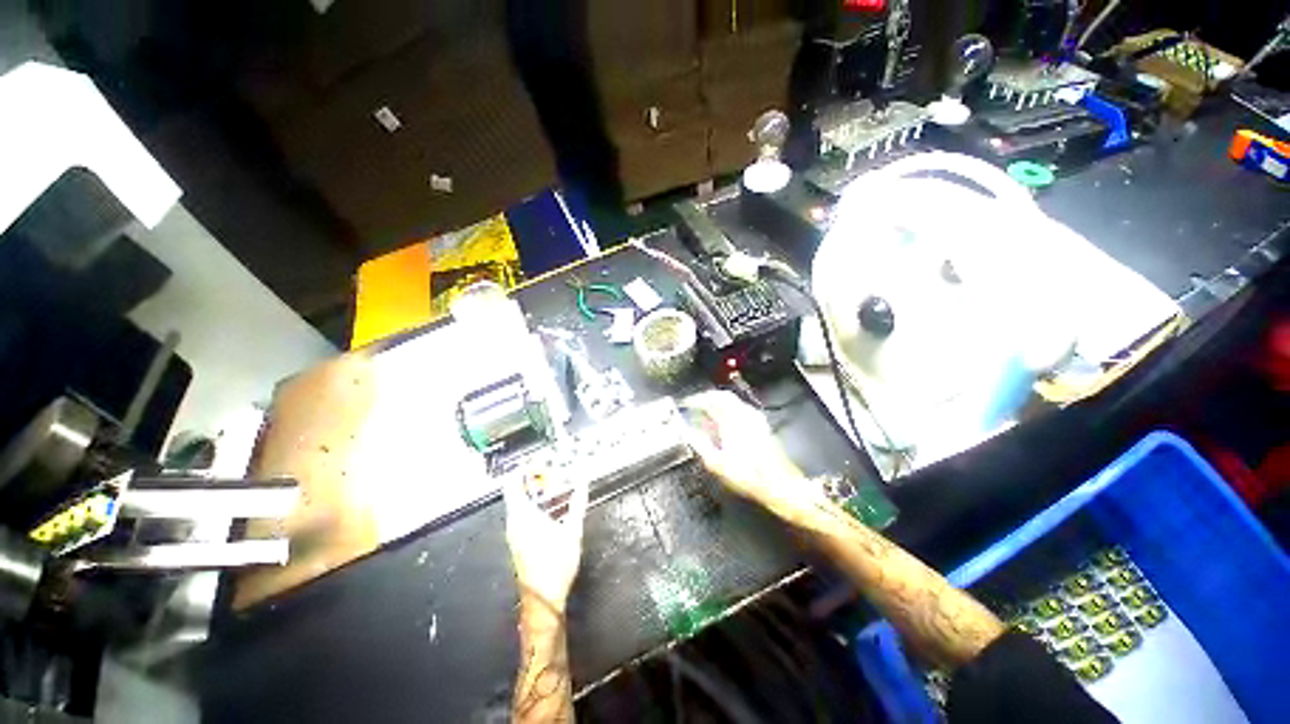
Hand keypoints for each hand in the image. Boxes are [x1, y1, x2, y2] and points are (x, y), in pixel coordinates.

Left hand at [502, 472, 588, 612]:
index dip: (523, 468)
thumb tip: (583, 481)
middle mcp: (513, 522)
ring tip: (551, 487)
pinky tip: (548, 509)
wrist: (544, 598)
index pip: (512, 483)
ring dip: (532, 493)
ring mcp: (513, 533)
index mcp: (522, 515)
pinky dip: (531, 505)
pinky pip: (520, 515)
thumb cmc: (557, 562)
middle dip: (531, 479)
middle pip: (515, 492)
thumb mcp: (573, 529)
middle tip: (550, 472)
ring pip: (517, 504)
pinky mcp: (517, 543)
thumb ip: (578, 502)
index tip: (539, 462)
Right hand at [680, 390, 826, 523]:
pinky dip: (728, 410)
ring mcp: (755, 419)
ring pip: (733, 401)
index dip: (696, 399)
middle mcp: (744, 415)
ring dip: (718, 403)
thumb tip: (688, 432)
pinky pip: (740, 409)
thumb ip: (699, 444)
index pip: (710, 399)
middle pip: (723, 396)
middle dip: (707, 398)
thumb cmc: (748, 476)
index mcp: (731, 420)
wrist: (779, 484)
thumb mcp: (716, 463)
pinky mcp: (761, 425)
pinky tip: (724, 422)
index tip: (686, 403)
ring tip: (707, 413)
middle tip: (696, 404)